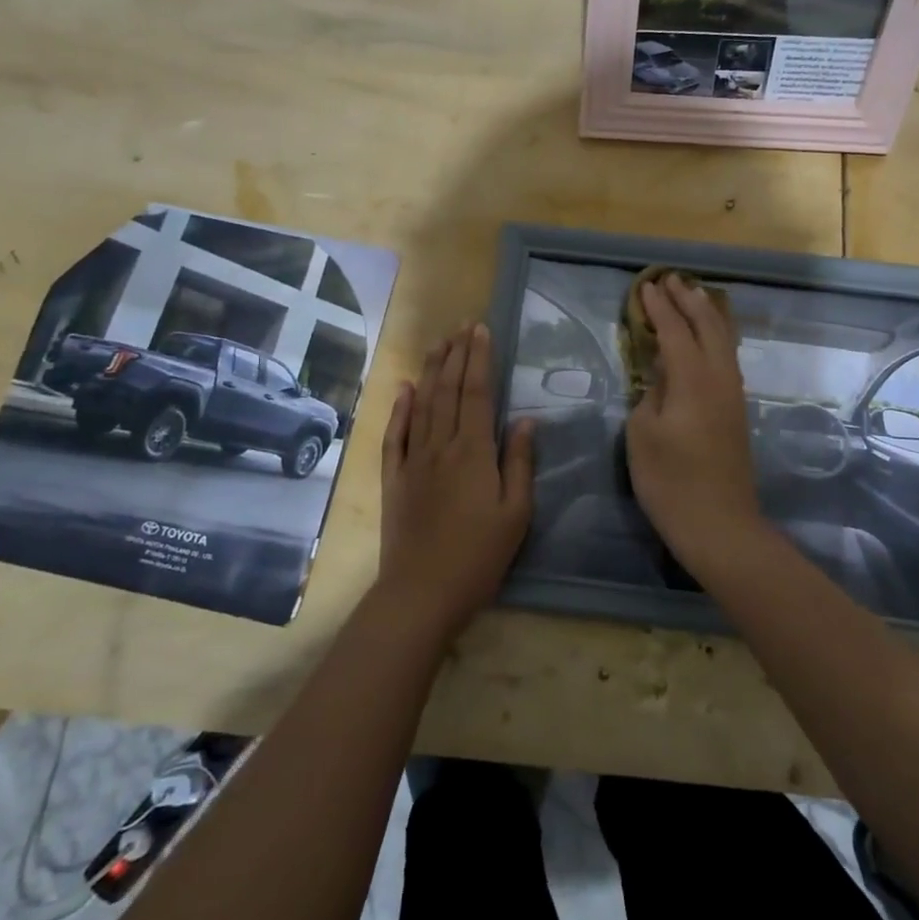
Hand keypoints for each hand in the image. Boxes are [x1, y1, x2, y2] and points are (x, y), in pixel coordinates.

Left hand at [375, 323, 534, 639]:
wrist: (421, 592)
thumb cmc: (479, 556)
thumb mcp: (516, 514)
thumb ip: (520, 463)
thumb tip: (524, 421)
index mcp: (474, 452)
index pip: (476, 394)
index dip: (478, 360)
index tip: (480, 331)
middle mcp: (440, 446)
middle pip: (447, 391)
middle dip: (455, 355)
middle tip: (461, 326)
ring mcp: (412, 460)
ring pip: (421, 405)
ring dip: (430, 371)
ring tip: (438, 344)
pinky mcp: (393, 479)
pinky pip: (394, 435)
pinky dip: (398, 408)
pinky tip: (403, 388)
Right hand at [624, 276, 764, 571]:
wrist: (719, 524)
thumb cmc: (670, 480)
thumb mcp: (642, 434)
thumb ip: (650, 395)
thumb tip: (660, 377)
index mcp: (692, 379)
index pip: (674, 331)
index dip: (659, 307)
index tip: (645, 286)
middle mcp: (719, 378)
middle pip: (708, 326)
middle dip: (689, 300)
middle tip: (672, 280)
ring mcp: (733, 395)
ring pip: (724, 341)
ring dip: (708, 315)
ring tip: (694, 297)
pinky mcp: (737, 412)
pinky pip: (727, 358)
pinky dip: (716, 337)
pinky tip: (708, 340)